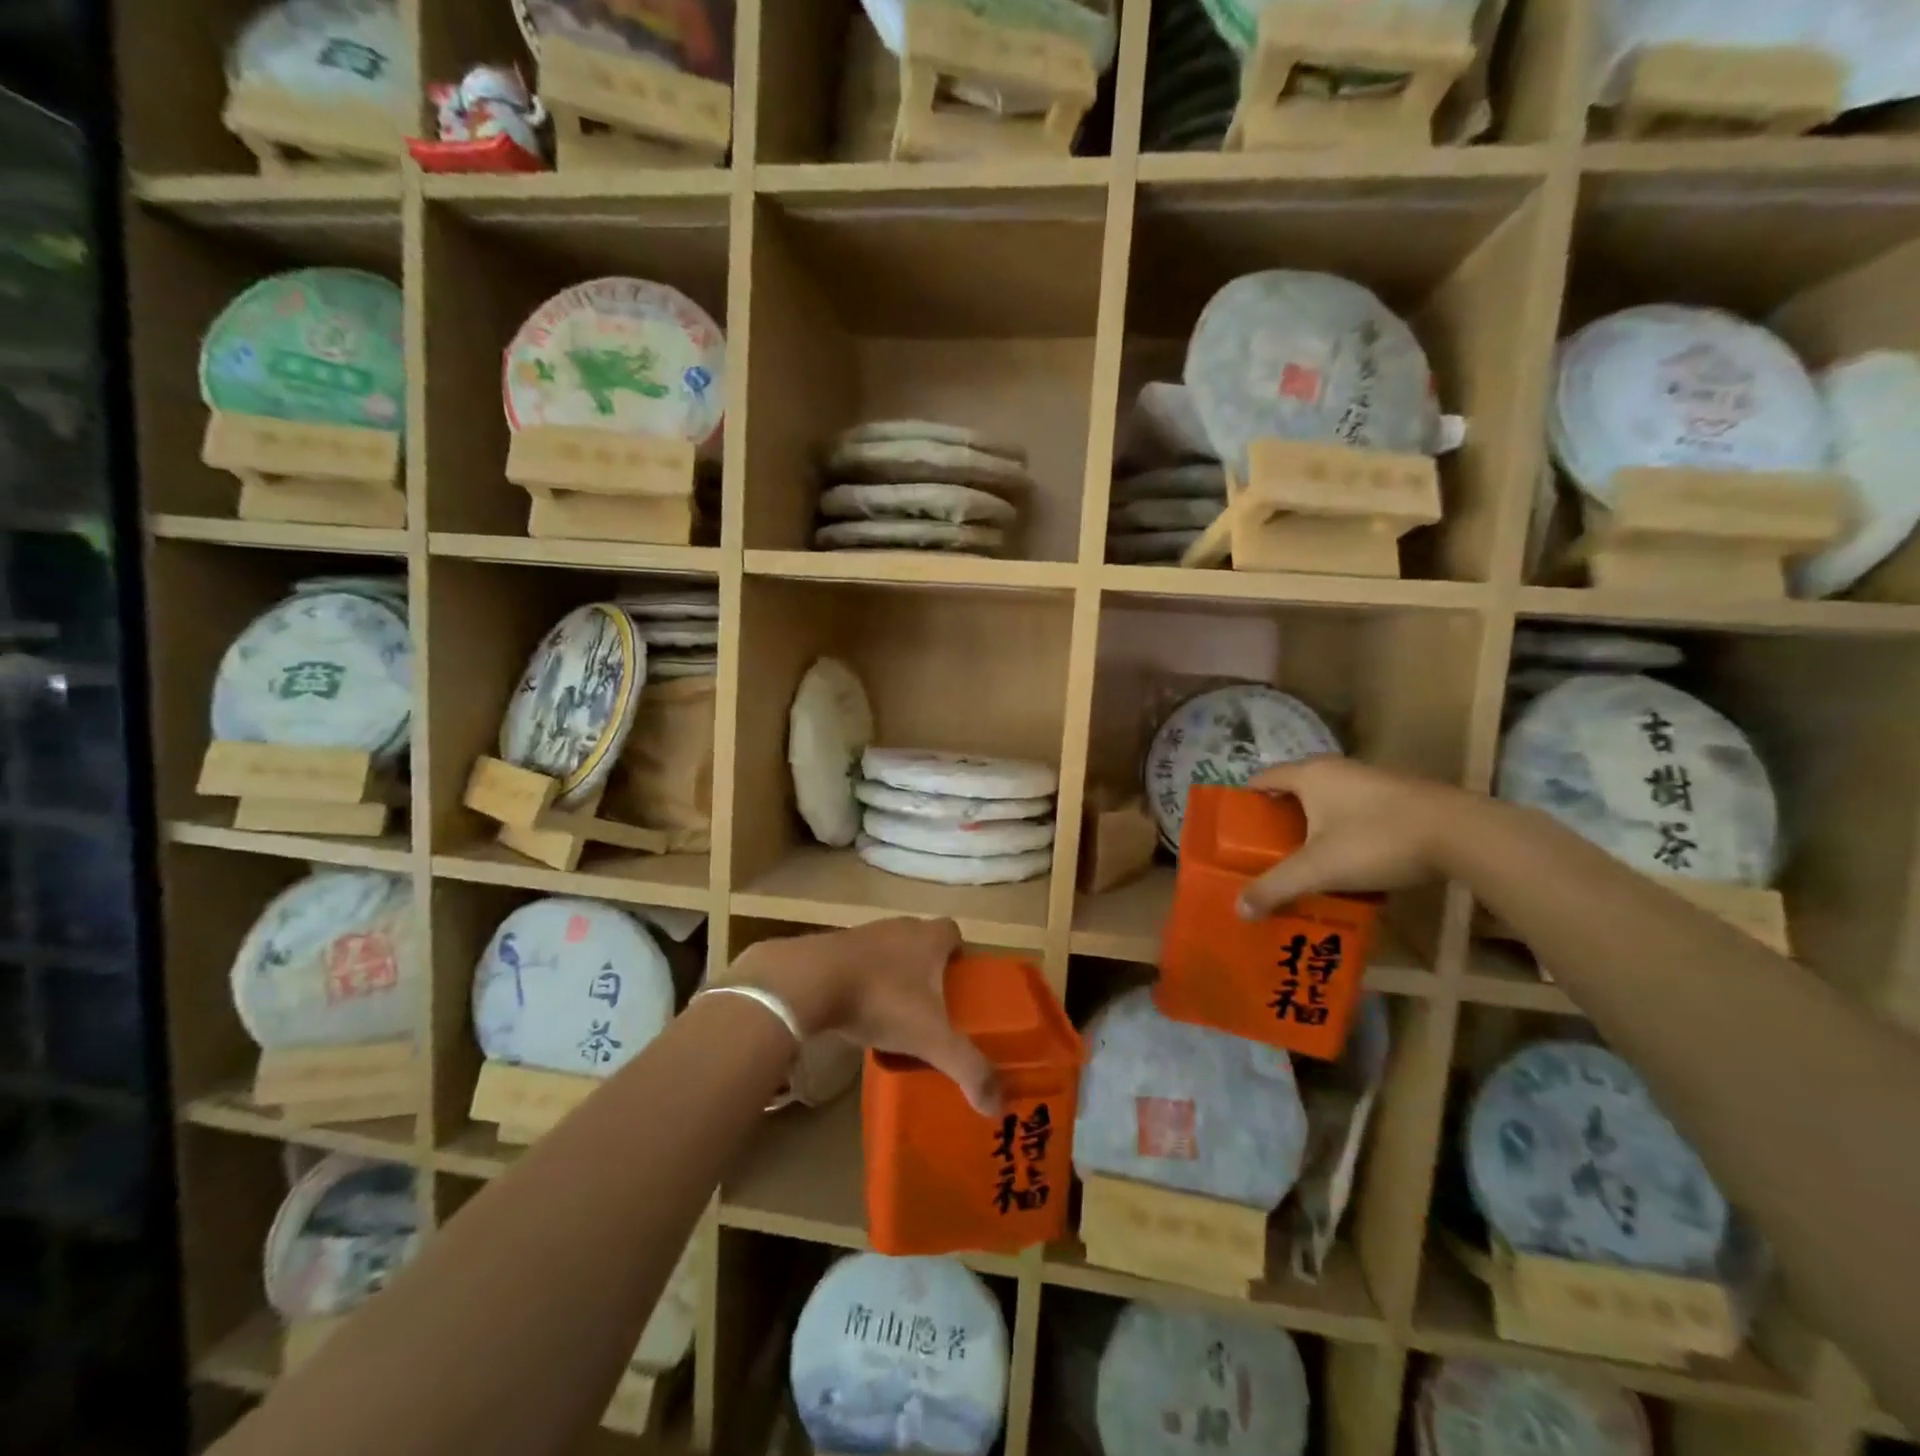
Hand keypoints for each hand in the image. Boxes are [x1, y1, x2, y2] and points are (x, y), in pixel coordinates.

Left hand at [737, 917, 1001, 1116]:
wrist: (809, 981)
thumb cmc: (881, 999)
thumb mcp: (930, 1039)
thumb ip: (967, 1068)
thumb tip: (997, 1105)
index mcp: (928, 938)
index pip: (953, 932)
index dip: (960, 954)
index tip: (961, 983)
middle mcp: (899, 927)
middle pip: (922, 940)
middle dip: (928, 968)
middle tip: (933, 1006)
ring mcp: (863, 934)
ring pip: (889, 951)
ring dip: (894, 975)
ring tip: (896, 1013)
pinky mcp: (832, 948)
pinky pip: (858, 963)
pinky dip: (863, 982)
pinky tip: (860, 1011)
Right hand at [1236, 757, 1464, 918]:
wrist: (1463, 834)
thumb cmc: (1376, 840)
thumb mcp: (1319, 869)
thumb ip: (1275, 888)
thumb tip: (1239, 910)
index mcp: (1309, 774)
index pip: (1262, 778)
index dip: (1245, 802)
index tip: (1234, 830)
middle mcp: (1337, 768)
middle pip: (1294, 789)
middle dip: (1277, 819)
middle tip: (1264, 852)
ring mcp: (1372, 780)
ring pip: (1328, 800)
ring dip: (1313, 826)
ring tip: (1303, 860)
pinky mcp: (1400, 797)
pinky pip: (1356, 810)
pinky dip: (1343, 830)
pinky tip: (1348, 861)